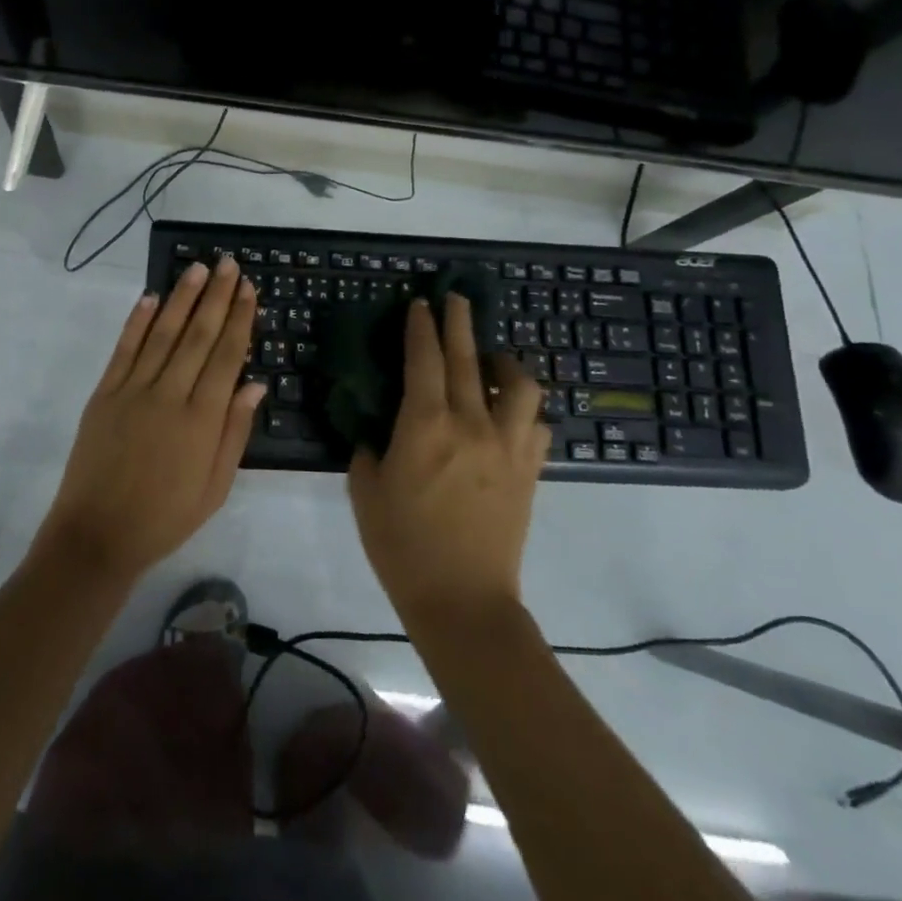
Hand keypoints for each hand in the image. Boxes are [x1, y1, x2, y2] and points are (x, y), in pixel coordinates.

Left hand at [35, 257, 264, 584]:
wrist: (97, 536)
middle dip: (216, 297)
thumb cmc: (165, 518)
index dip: (239, 319)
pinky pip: (124, 349)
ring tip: (198, 269)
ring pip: (162, 333)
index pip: (226, 356)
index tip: (249, 289)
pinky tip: (149, 297)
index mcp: (201, 419)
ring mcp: (132, 390)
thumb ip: (235, 433)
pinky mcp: (104, 393)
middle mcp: (169, 394)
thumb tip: (256, 385)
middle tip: (229, 264)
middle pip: (198, 335)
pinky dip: (137, 321)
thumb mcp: (215, 488)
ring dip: (181, 298)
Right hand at [348, 293, 545, 630]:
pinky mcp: (529, 469)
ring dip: (505, 362)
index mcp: (425, 424)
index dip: (421, 326)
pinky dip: (524, 408)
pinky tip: (510, 413)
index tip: (420, 304)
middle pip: (469, 358)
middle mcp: (471, 422)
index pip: (424, 358)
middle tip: (454, 299)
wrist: (463, 601)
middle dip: (458, 322)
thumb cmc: (403, 546)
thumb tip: (376, 428)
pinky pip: (536, 423)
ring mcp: (507, 445)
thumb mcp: (365, 490)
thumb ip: (368, 448)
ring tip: (492, 360)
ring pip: (519, 385)